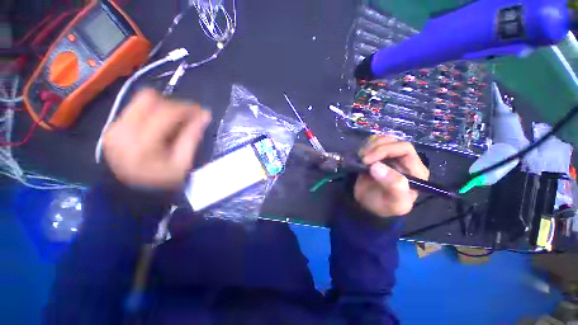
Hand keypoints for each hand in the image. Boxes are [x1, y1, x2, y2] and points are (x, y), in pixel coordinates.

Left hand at [102, 89, 210, 189]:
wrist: (133, 192)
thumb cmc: (163, 179)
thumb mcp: (184, 161)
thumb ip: (193, 136)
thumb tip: (205, 114)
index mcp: (143, 144)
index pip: (166, 113)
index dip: (187, 108)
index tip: (201, 111)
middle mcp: (123, 131)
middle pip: (150, 99)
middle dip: (174, 105)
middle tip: (188, 116)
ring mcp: (114, 128)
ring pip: (141, 100)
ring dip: (163, 107)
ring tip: (174, 120)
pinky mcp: (112, 127)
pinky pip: (134, 108)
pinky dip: (151, 112)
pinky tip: (159, 125)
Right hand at [355, 135, 429, 217]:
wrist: (368, 206)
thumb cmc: (383, 206)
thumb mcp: (394, 203)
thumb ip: (394, 187)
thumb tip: (377, 166)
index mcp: (415, 170)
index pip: (404, 149)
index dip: (385, 150)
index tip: (368, 160)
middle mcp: (404, 160)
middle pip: (393, 141)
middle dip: (374, 147)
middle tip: (361, 159)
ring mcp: (390, 156)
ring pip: (383, 139)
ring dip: (369, 146)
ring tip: (360, 158)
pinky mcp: (378, 155)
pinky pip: (373, 142)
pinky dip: (365, 145)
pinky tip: (361, 155)